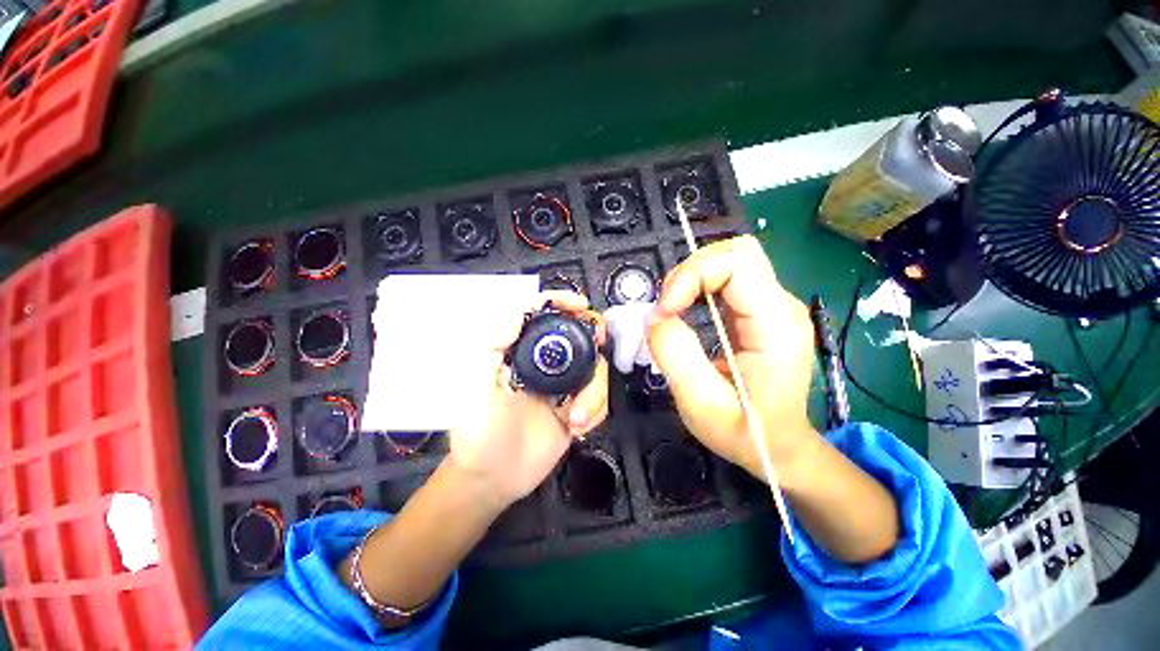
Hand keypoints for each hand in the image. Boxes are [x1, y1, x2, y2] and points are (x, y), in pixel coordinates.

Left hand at [447, 291, 608, 509]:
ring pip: (595, 369)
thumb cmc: (479, 431)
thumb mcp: (477, 385)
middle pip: (579, 336)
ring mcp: (564, 386)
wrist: (495, 479)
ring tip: (577, 418)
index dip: (561, 302)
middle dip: (593, 339)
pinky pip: (600, 398)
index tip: (581, 305)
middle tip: (599, 347)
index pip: (542, 316)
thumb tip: (518, 311)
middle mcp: (545, 363)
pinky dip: (597, 409)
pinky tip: (578, 427)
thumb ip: (493, 344)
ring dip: (595, 392)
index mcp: (521, 352)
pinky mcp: (576, 408)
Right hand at [647, 235, 820, 482]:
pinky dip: (698, 284)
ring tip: (672, 309)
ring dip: (692, 276)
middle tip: (667, 307)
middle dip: (690, 271)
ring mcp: (772, 304)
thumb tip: (655, 319)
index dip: (691, 276)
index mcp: (776, 323)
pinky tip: (685, 309)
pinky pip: (727, 277)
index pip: (736, 263)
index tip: (664, 312)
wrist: (778, 447)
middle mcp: (780, 304)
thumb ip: (676, 356)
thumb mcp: (703, 405)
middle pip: (736, 251)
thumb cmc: (746, 432)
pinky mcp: (758, 310)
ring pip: (730, 259)